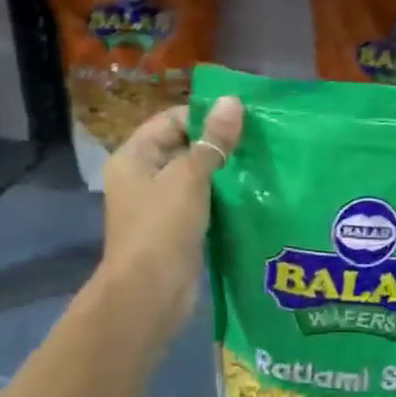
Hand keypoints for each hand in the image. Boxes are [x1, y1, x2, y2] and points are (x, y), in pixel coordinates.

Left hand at [98, 96, 242, 333]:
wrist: (150, 295)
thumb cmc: (162, 228)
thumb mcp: (189, 178)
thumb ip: (212, 141)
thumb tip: (232, 101)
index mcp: (134, 157)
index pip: (171, 120)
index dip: (205, 116)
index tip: (244, 117)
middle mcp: (142, 176)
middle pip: (184, 147)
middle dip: (219, 143)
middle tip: (260, 139)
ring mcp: (159, 205)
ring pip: (195, 177)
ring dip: (224, 171)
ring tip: (261, 162)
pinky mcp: (176, 229)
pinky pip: (202, 202)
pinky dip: (222, 197)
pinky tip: (251, 193)